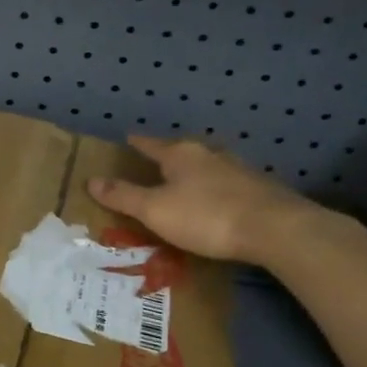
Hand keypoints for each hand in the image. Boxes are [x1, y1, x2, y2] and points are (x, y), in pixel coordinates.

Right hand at [87, 133, 321, 264]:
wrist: (276, 229)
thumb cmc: (206, 216)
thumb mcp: (155, 210)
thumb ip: (123, 196)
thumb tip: (91, 180)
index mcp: (180, 154)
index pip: (151, 144)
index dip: (137, 143)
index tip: (128, 137)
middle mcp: (209, 154)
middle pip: (182, 151)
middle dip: (168, 156)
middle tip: (155, 163)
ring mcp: (238, 169)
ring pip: (208, 166)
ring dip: (195, 172)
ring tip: (186, 182)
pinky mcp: (260, 189)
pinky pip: (228, 184)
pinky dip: (216, 189)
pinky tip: (218, 200)